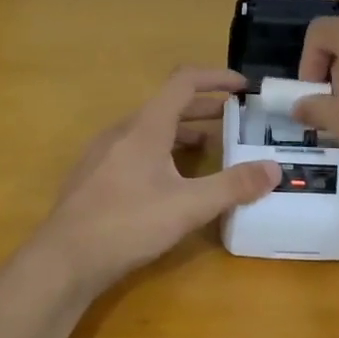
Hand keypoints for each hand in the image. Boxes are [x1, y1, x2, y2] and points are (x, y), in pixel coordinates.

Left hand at [38, 67, 279, 294]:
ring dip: (183, 133)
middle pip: (168, 106)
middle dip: (205, 108)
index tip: (243, 86)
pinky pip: (135, 149)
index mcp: (146, 127)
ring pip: (150, 130)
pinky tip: (171, 181)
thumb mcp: (188, 206)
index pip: (184, 82)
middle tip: (236, 120)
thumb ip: (233, 186)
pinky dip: (162, 152)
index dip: (216, 78)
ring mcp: (104, 153)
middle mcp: (123, 131)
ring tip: (210, 150)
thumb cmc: (127, 224)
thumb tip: (274, 169)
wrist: (64, 259)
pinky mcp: (94, 176)